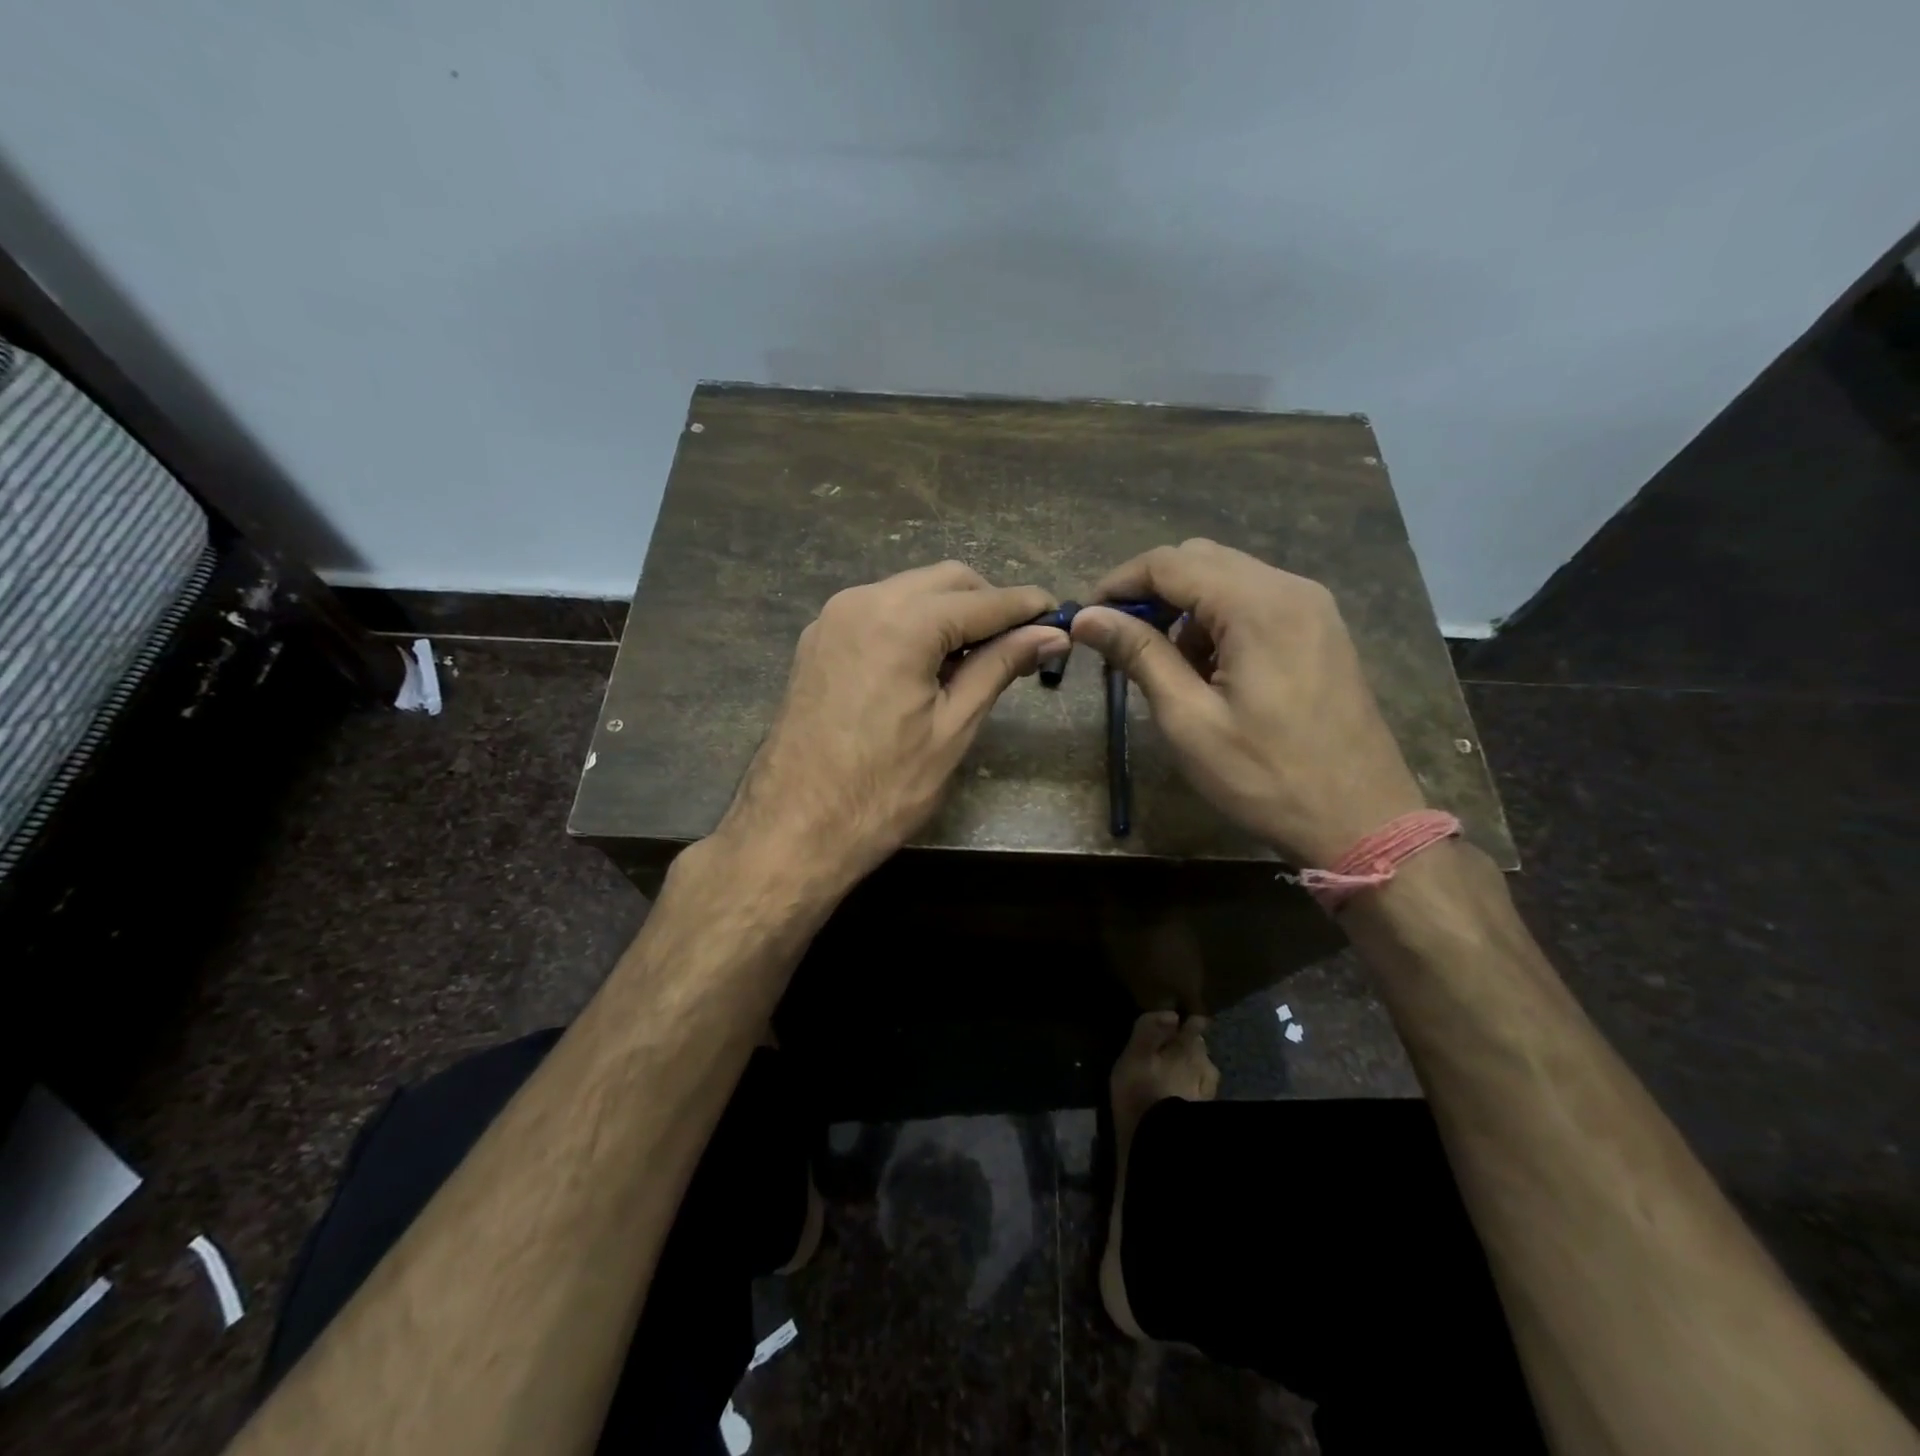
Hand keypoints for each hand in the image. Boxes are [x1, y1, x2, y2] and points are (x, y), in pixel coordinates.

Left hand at [717, 561, 1068, 888]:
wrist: (792, 829)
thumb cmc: (882, 789)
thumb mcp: (952, 728)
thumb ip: (999, 668)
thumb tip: (1049, 636)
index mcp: (901, 622)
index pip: (982, 600)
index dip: (1026, 607)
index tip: (1059, 617)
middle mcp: (862, 601)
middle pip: (944, 581)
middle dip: (988, 603)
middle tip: (1021, 643)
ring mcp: (833, 618)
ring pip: (909, 592)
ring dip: (950, 612)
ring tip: (978, 659)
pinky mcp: (818, 641)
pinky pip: (878, 612)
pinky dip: (913, 624)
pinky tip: (929, 664)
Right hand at [1070, 539, 1423, 866]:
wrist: (1361, 820)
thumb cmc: (1265, 777)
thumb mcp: (1189, 719)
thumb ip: (1139, 655)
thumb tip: (1086, 617)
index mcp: (1258, 606)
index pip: (1169, 563)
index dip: (1119, 583)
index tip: (1088, 619)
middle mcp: (1290, 588)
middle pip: (1200, 559)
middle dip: (1151, 592)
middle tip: (1120, 641)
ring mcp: (1313, 607)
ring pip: (1228, 578)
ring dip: (1184, 607)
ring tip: (1164, 662)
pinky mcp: (1321, 630)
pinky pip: (1256, 601)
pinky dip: (1218, 619)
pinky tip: (1209, 667)